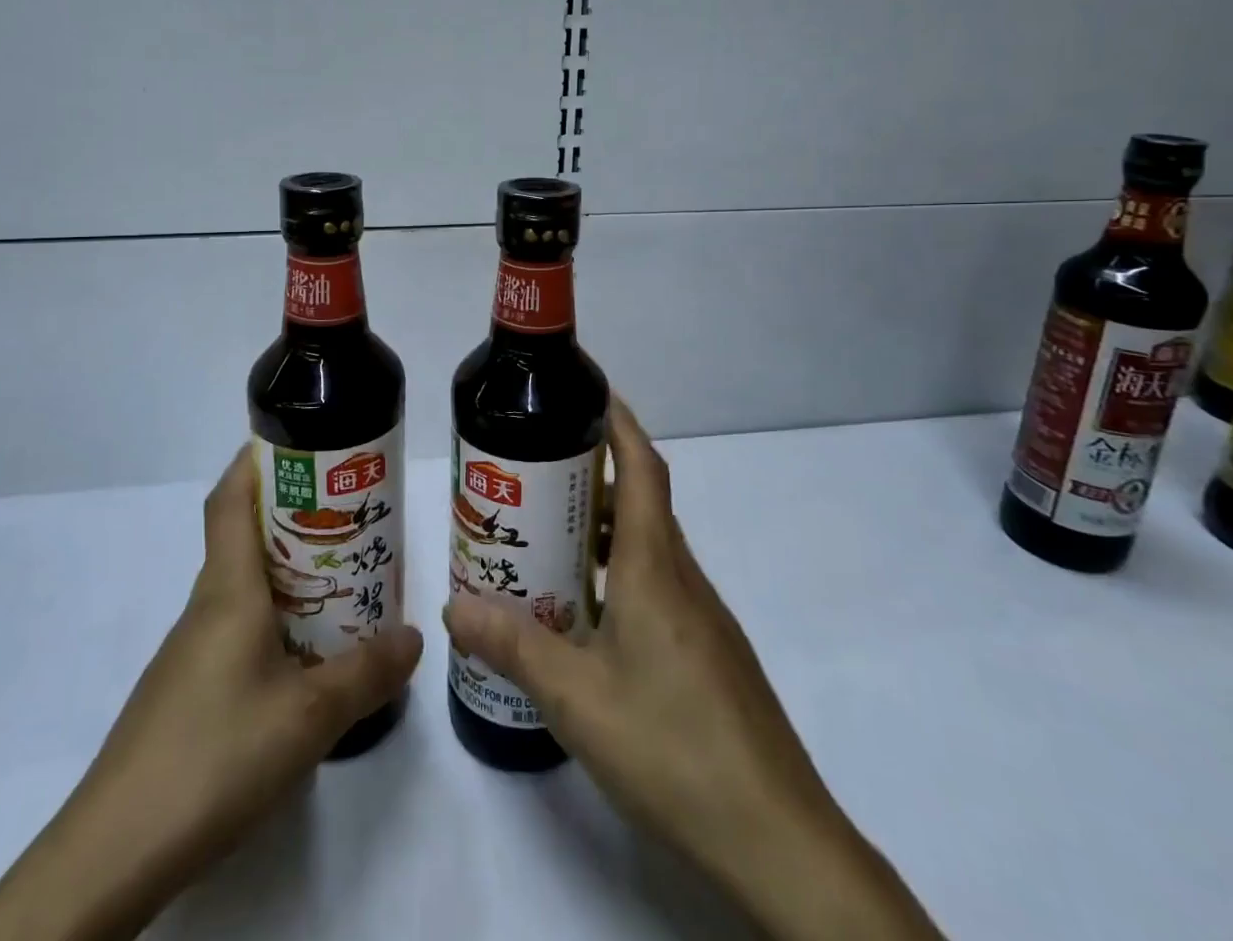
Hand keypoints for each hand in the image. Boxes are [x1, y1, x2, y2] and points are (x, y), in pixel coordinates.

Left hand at [0, 445, 422, 940]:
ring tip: (342, 575)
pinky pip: (237, 627)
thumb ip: (367, 673)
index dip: (256, 460)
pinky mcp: (187, 690)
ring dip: (287, 569)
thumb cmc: (214, 756)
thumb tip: (414, 637)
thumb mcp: (309, 716)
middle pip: (242, 536)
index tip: (301, 442)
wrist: (113, 854)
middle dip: (292, 512)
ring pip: (242, 585)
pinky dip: (273, 616)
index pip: (231, 500)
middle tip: (347, 512)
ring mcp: (191, 651)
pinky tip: (305, 653)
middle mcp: (206, 607)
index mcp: (228, 590)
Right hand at [445, 396, 940, 940]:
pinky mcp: (709, 653)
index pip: (643, 468)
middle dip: (592, 475)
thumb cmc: (673, 746)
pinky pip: (658, 586)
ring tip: (547, 539)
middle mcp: (682, 578)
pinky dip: (618, 574)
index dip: (619, 422)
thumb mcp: (576, 698)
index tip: (588, 392)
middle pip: (641, 502)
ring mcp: (702, 618)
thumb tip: (454, 606)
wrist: (778, 840)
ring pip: (648, 548)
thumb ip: (514, 646)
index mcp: (654, 568)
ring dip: (602, 530)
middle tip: (534, 474)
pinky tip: (587, 615)